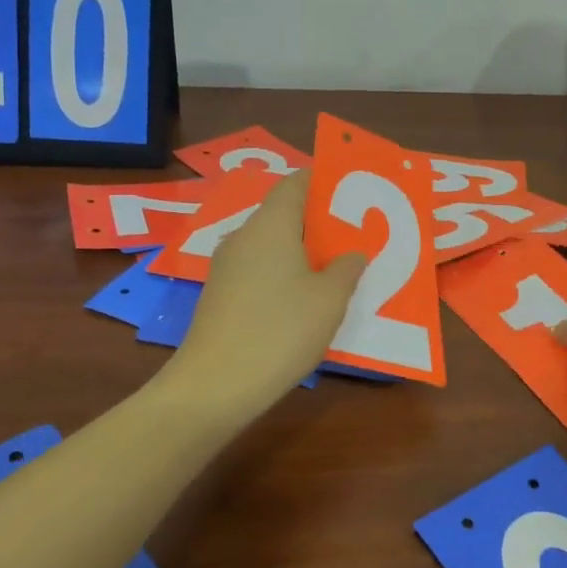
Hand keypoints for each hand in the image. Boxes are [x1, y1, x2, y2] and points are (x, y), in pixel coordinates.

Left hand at [166, 171, 365, 413]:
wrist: (214, 385)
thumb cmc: (280, 330)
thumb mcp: (329, 300)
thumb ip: (346, 268)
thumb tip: (351, 252)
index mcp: (270, 224)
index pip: (296, 182)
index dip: (323, 181)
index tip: (351, 192)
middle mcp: (244, 236)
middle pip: (282, 213)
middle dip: (317, 220)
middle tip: (352, 235)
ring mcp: (226, 266)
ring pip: (270, 243)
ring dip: (300, 250)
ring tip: (333, 268)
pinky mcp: (219, 294)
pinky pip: (257, 268)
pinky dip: (281, 273)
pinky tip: (302, 299)